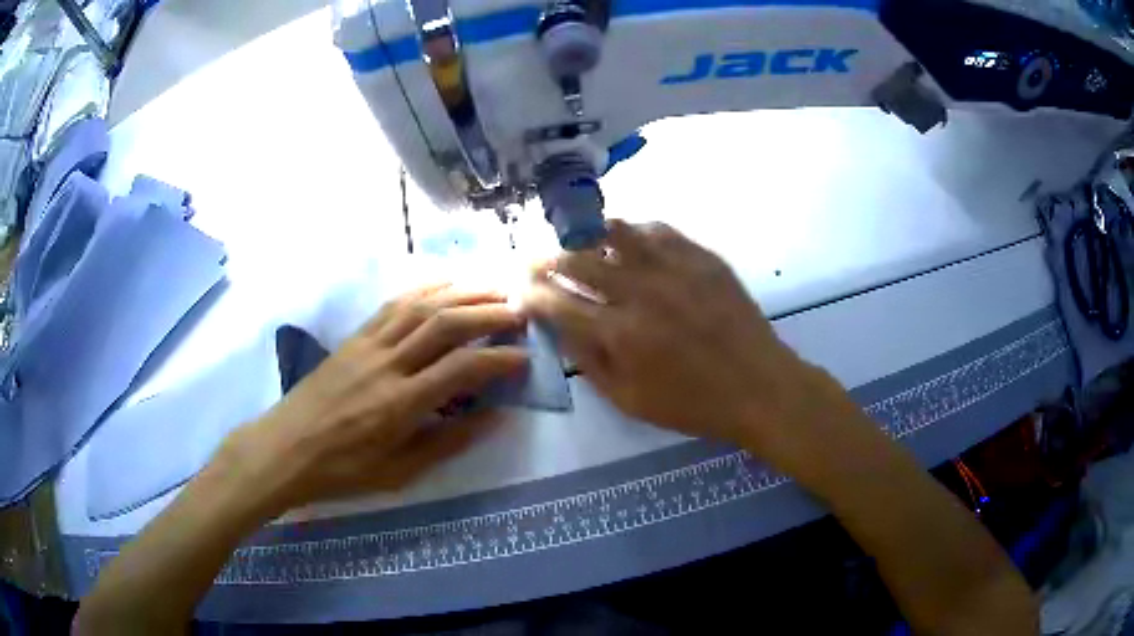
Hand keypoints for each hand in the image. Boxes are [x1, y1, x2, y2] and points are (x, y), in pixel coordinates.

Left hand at [218, 285, 527, 511]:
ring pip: (421, 306)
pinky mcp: (355, 337)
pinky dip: (425, 289)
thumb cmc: (343, 470)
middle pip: (445, 324)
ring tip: (493, 288)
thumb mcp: (400, 472)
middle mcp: (388, 364)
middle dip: (489, 312)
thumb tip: (494, 417)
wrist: (285, 449)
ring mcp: (368, 344)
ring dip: (462, 292)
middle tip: (520, 311)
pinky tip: (445, 285)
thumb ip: (449, 442)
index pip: (462, 368)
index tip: (525, 357)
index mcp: (400, 404)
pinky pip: (394, 304)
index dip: (499, 358)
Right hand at [524, 221, 845, 462]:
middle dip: (547, 259)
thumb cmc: (693, 404)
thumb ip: (589, 363)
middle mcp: (640, 292)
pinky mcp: (701, 257)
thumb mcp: (630, 401)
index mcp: (620, 335)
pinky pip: (658, 230)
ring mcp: (673, 269)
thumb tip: (559, 330)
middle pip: (578, 260)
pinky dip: (634, 233)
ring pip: (616, 232)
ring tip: (579, 240)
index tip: (520, 288)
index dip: (532, 293)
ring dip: (588, 235)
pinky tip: (630, 242)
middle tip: (536, 259)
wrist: (758, 386)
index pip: (557, 304)